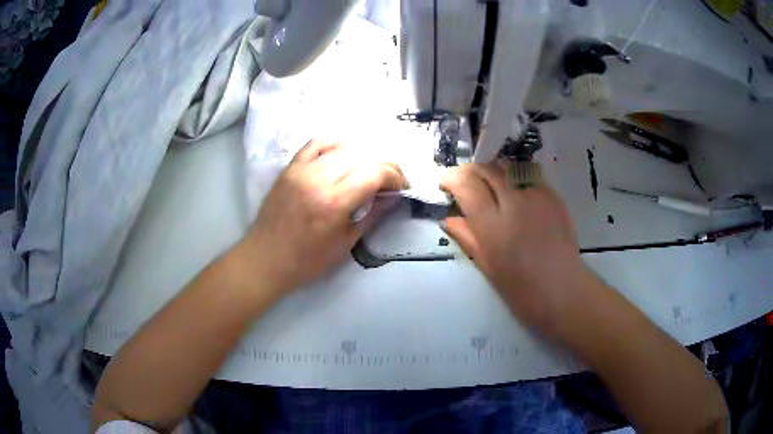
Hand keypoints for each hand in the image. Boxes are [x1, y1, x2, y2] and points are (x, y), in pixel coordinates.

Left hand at [240, 140, 407, 294]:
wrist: (265, 259)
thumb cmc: (306, 261)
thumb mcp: (345, 244)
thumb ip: (372, 215)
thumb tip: (394, 197)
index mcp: (334, 202)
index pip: (374, 173)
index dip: (395, 177)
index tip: (403, 187)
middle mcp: (318, 179)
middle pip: (362, 156)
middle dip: (385, 164)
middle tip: (393, 179)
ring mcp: (301, 170)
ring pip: (342, 147)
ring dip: (364, 155)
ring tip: (371, 168)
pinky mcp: (289, 168)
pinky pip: (315, 144)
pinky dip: (335, 145)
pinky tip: (343, 154)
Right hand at [440, 162, 599, 335]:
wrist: (563, 290)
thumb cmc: (521, 289)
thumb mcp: (487, 267)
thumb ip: (468, 238)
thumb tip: (449, 219)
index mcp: (494, 225)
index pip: (467, 185)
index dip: (452, 178)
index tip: (445, 182)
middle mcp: (515, 203)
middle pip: (487, 169)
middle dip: (470, 170)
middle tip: (464, 180)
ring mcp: (537, 196)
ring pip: (508, 168)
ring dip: (493, 172)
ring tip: (488, 184)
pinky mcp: (554, 196)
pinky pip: (528, 177)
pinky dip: (515, 180)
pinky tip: (515, 194)